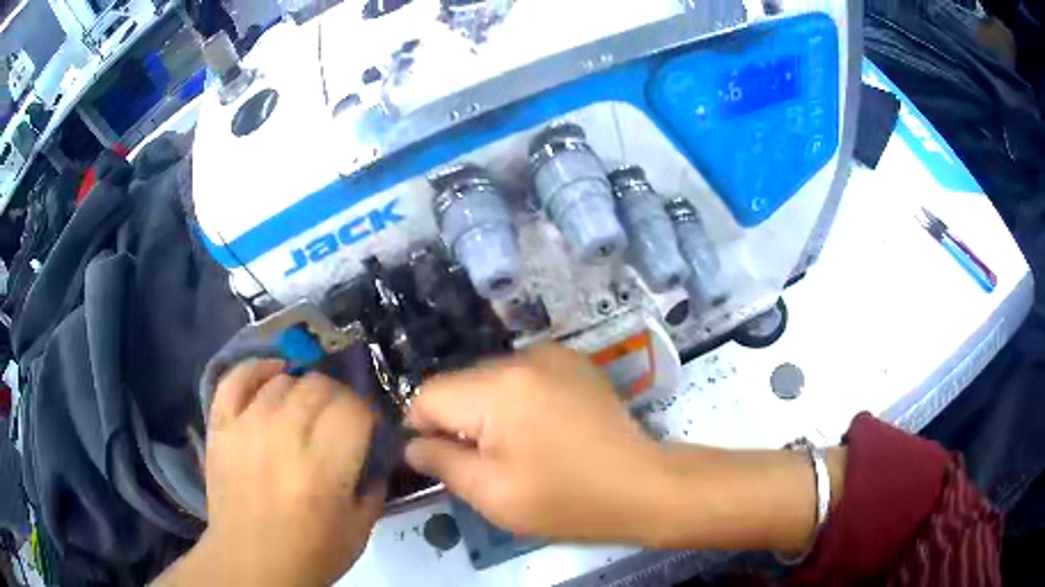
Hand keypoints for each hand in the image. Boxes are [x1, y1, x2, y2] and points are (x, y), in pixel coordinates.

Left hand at [157, 360, 385, 586]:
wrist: (251, 563)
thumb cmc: (312, 552)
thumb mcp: (361, 527)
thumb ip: (376, 482)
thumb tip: (377, 447)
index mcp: (324, 467)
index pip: (354, 408)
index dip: (366, 413)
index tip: (366, 427)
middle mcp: (284, 435)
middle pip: (320, 386)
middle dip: (338, 399)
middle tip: (336, 421)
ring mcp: (247, 425)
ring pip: (284, 379)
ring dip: (302, 390)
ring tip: (304, 412)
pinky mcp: (221, 425)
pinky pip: (237, 378)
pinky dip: (257, 369)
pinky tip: (273, 375)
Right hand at [404, 346, 665, 543]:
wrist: (642, 487)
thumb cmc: (565, 498)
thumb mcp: (491, 493)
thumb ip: (441, 463)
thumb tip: (413, 445)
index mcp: (498, 388)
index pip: (429, 394)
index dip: (424, 429)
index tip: (441, 460)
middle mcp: (523, 357)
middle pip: (460, 384)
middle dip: (458, 422)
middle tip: (483, 463)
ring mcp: (553, 355)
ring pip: (489, 380)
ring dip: (487, 412)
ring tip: (517, 449)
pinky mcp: (573, 363)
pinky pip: (522, 377)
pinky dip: (516, 402)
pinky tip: (541, 431)